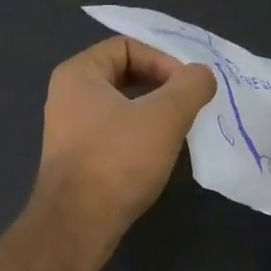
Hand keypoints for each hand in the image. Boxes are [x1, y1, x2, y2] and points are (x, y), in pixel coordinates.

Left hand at [36, 36, 215, 251]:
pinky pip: (114, 131)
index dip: (163, 60)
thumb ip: (190, 86)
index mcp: (79, 73)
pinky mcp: (77, 156)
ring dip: (153, 111)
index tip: (188, 87)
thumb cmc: (117, 160)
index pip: (127, 46)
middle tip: (189, 105)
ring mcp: (69, 127)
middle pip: (124, 73)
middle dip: (161, 86)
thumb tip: (202, 74)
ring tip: (180, 128)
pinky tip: (159, 153)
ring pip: (121, 105)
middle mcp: (68, 94)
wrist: (77, 224)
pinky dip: (139, 134)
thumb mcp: (164, 116)